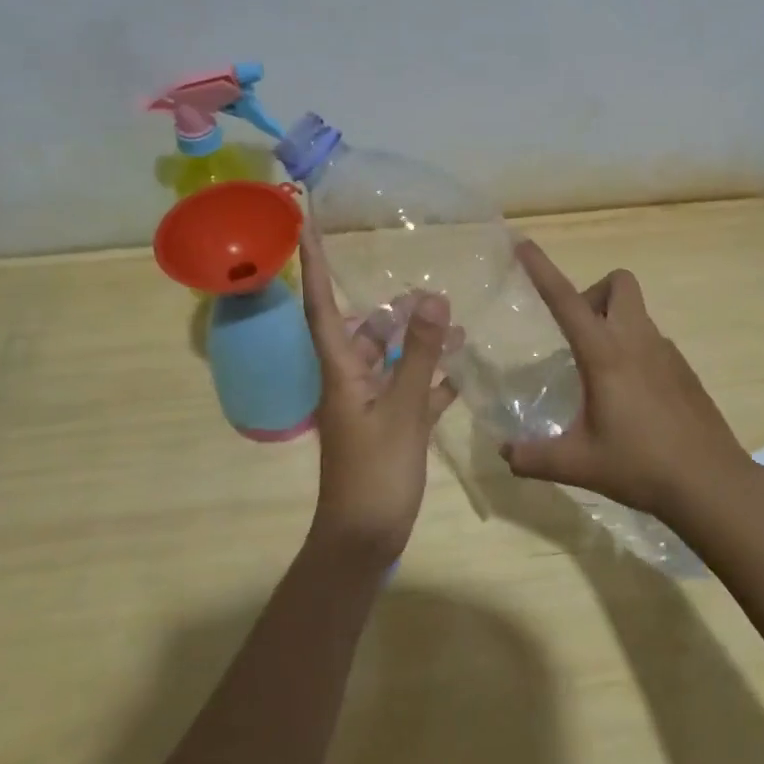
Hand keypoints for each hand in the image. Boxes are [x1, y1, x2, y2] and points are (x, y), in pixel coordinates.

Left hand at [299, 230, 457, 566]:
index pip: (321, 306)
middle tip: (426, 289)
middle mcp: (350, 381)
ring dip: (418, 343)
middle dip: (393, 310)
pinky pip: (409, 390)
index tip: (304, 225)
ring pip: (391, 360)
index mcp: (340, 371)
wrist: (365, 539)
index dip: (312, 265)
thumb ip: (418, 353)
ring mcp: (369, 406)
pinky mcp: (389, 428)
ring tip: (454, 324)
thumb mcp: (403, 409)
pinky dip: (430, 378)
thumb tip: (431, 297)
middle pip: (365, 332)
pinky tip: (459, 368)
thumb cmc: (376, 473)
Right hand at [501, 239, 750, 524]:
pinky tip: (630, 398)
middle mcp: (637, 340)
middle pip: (618, 283)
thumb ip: (532, 457)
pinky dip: (634, 350)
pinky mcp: (684, 370)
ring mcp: (666, 353)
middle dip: (593, 293)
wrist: (712, 484)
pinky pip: (652, 341)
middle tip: (577, 335)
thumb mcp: (577, 464)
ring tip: (599, 376)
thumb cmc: (640, 466)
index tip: (524, 245)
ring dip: (613, 323)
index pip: (566, 299)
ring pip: (636, 312)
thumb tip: (503, 453)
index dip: (542, 269)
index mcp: (605, 354)